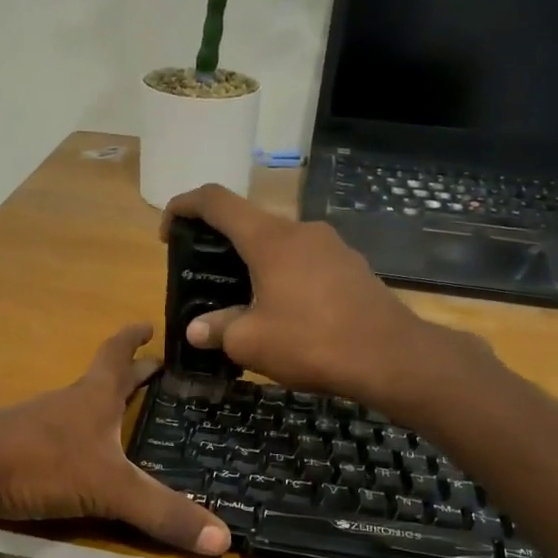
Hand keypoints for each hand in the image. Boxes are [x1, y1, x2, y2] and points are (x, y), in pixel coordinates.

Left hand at [0, 325, 229, 556]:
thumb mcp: (110, 488)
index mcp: (92, 397)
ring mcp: (37, 428)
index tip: (149, 324)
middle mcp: (66, 405)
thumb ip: (163, 513)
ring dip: (100, 408)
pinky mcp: (17, 455)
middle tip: (152, 371)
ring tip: (122, 418)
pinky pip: (56, 443)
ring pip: (76, 411)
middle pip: (100, 380)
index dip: (134, 339)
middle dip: (128, 374)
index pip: (117, 356)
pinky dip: (76, 443)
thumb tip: (224, 541)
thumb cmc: (39, 463)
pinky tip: (80, 463)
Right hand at [163, 184, 454, 410]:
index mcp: (269, 238)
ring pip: (281, 244)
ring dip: (256, 264)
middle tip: (205, 276)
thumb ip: (218, 330)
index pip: (216, 201)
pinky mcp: (352, 267)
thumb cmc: (311, 342)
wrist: (390, 356)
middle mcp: (301, 231)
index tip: (168, 230)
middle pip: (250, 222)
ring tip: (244, 300)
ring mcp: (332, 246)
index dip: (184, 205)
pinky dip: (285, 277)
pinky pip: (306, 262)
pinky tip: (285, 313)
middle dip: (221, 243)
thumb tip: (197, 330)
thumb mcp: (251, 342)